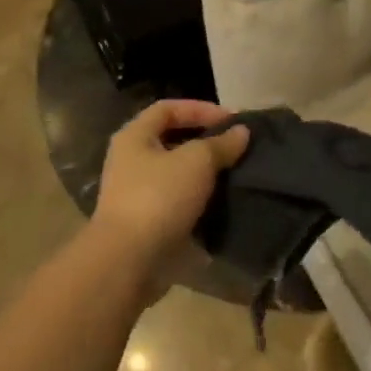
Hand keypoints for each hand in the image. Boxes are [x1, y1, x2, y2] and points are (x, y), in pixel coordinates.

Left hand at [90, 100, 248, 278]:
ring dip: (204, 174)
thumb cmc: (159, 197)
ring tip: (234, 174)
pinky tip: (222, 203)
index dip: (200, 108)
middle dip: (205, 142)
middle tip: (235, 147)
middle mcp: (130, 161)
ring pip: (176, 174)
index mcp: (134, 137)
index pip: (168, 108)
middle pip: (172, 141)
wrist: (128, 261)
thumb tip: (242, 132)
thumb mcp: (197, 161)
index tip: (232, 120)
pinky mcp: (146, 224)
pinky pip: (177, 203)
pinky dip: (199, 201)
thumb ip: (221, 143)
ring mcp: (136, 194)